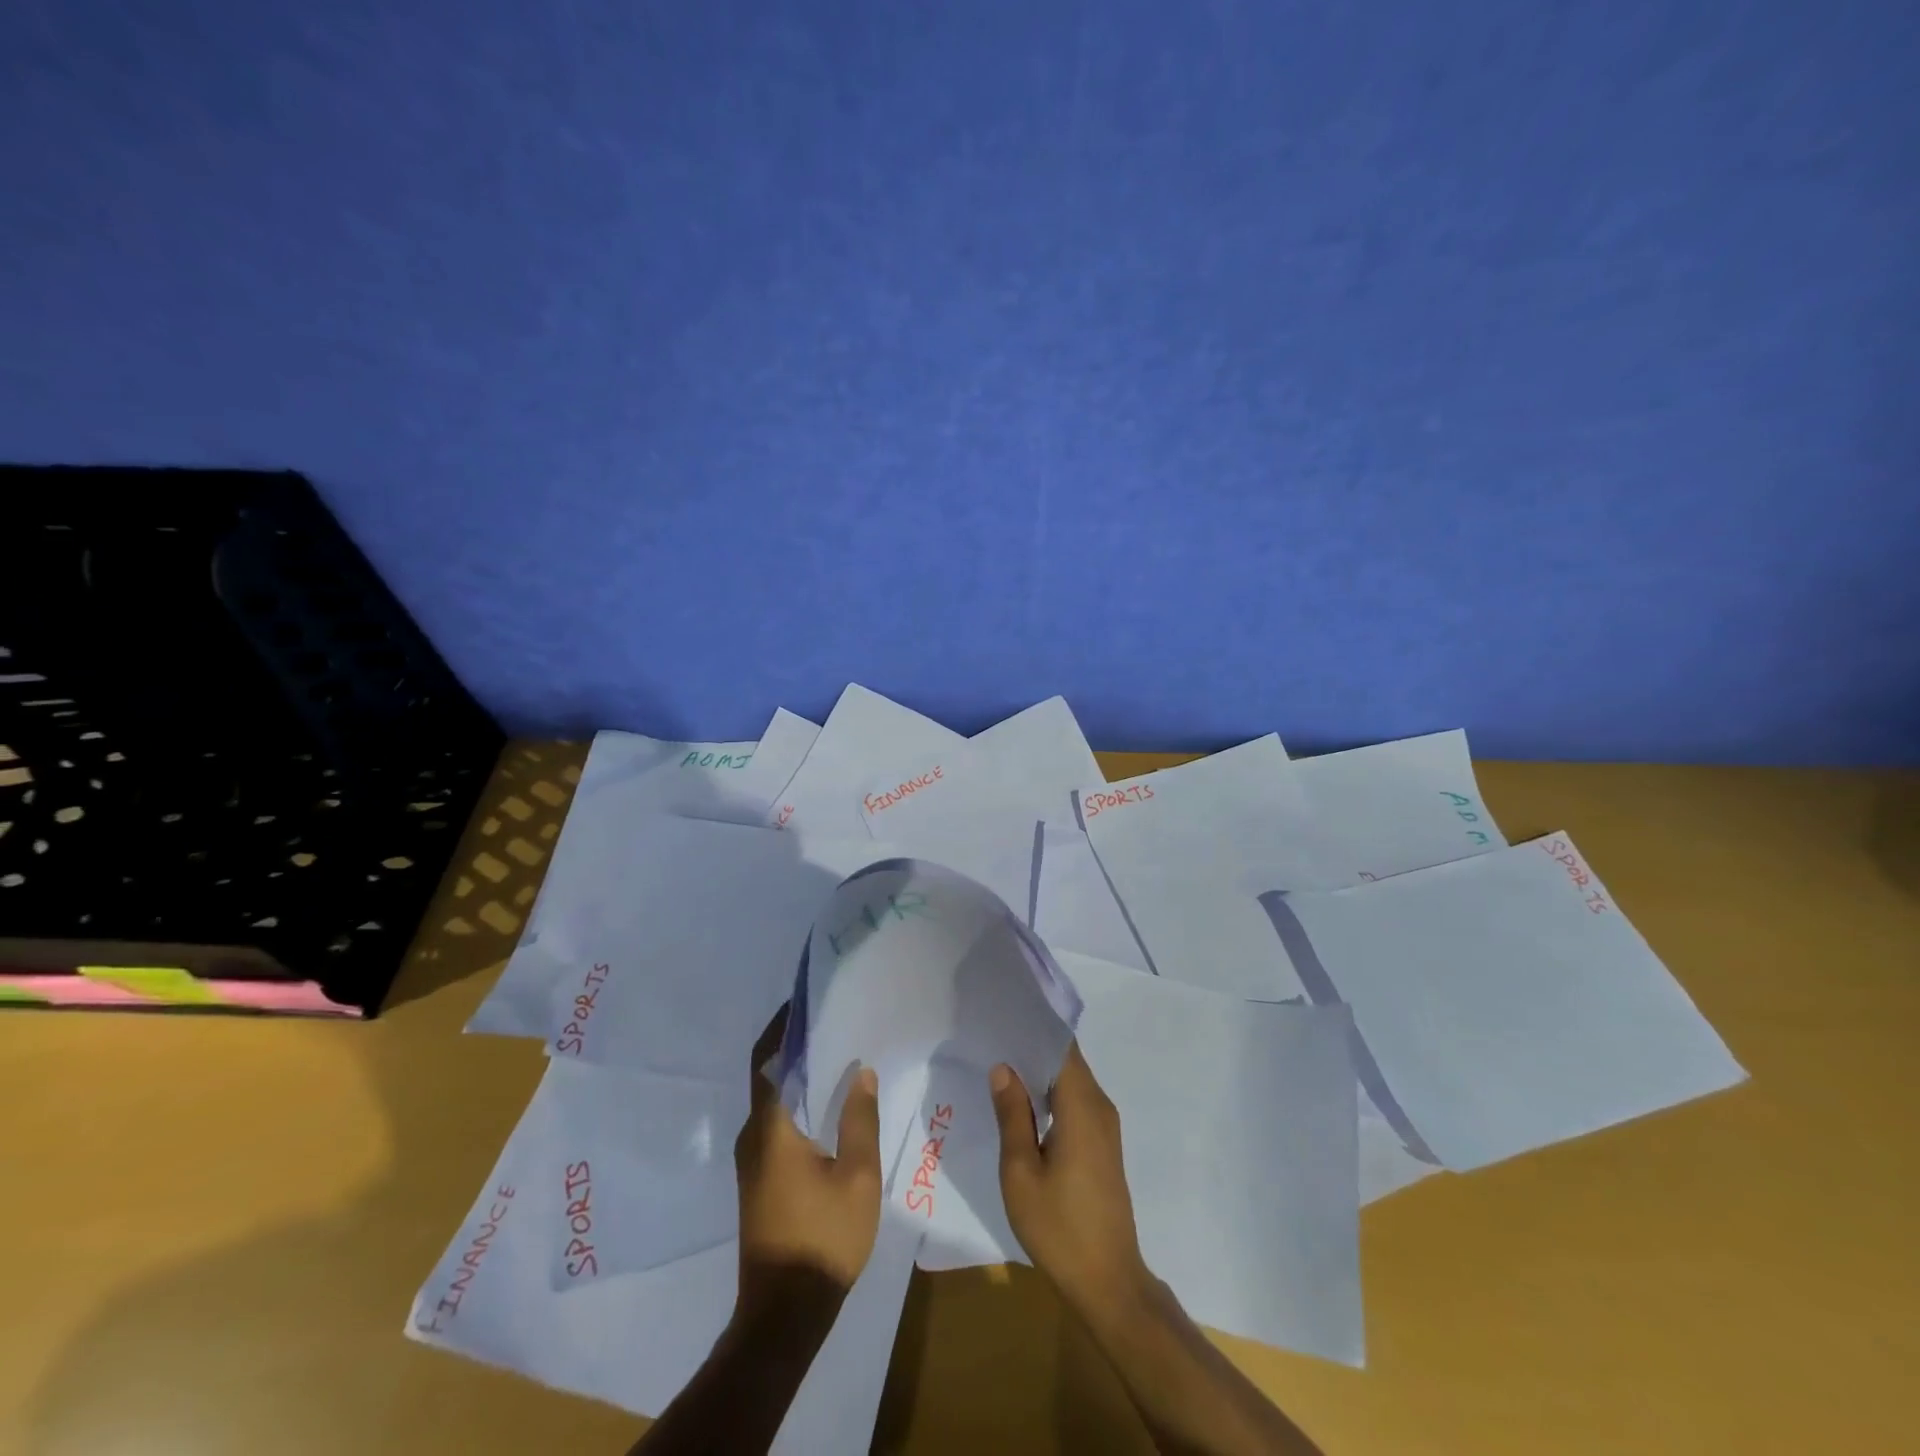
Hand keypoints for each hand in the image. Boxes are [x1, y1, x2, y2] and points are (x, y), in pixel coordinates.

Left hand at [733, 1005, 883, 1307]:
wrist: (783, 1314)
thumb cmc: (823, 1238)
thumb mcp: (857, 1177)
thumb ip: (860, 1120)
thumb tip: (862, 1072)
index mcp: (771, 1127)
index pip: (767, 1059)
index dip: (781, 1027)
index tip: (806, 1003)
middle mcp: (753, 1135)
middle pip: (769, 1075)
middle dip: (796, 1046)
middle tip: (834, 1024)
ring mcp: (751, 1159)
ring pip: (772, 1101)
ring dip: (798, 1076)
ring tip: (838, 1056)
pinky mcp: (758, 1178)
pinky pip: (775, 1123)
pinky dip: (797, 1102)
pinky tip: (828, 1105)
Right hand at [990, 1042, 1150, 1318]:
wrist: (1108, 1282)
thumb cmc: (1059, 1227)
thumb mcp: (1022, 1172)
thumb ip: (1012, 1115)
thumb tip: (1004, 1067)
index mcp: (1082, 1106)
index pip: (1061, 1046)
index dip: (1034, 1028)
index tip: (1004, 1016)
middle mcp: (1099, 1106)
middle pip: (1066, 1060)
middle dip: (1032, 1047)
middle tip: (992, 1037)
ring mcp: (1105, 1126)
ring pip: (1071, 1081)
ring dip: (1040, 1072)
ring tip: (1001, 1064)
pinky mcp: (1103, 1145)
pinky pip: (1076, 1102)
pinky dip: (1051, 1094)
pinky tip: (1023, 1103)